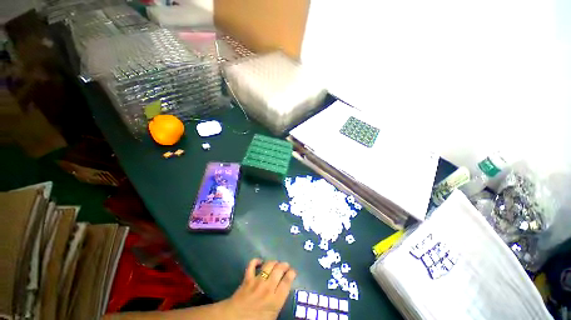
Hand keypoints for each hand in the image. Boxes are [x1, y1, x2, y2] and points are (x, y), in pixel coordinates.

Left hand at [222, 258, 296, 319]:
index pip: (287, 282)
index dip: (291, 274)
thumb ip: (279, 304)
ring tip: (276, 263)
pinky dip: (256, 261)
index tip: (293, 271)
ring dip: (273, 262)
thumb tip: (284, 294)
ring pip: (268, 265)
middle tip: (286, 265)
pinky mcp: (247, 278)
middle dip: (284, 265)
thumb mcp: (272, 317)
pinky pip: (251, 265)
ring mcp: (257, 281)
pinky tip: (259, 261)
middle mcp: (268, 288)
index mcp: (275, 300)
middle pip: (279, 270)